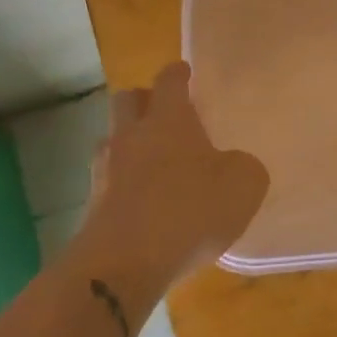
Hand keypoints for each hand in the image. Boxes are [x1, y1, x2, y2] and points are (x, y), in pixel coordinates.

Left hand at [73, 61, 268, 292]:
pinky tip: (143, 202)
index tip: (184, 72)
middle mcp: (131, 135)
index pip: (169, 81)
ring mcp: (105, 170)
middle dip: (144, 100)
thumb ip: (243, 166)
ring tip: (152, 162)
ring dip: (129, 143)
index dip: (178, 74)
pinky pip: (109, 181)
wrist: (124, 264)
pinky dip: (124, 183)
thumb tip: (232, 164)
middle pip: (127, 100)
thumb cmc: (190, 210)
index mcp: (169, 119)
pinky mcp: (92, 206)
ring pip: (113, 140)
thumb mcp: (244, 185)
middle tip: (163, 113)